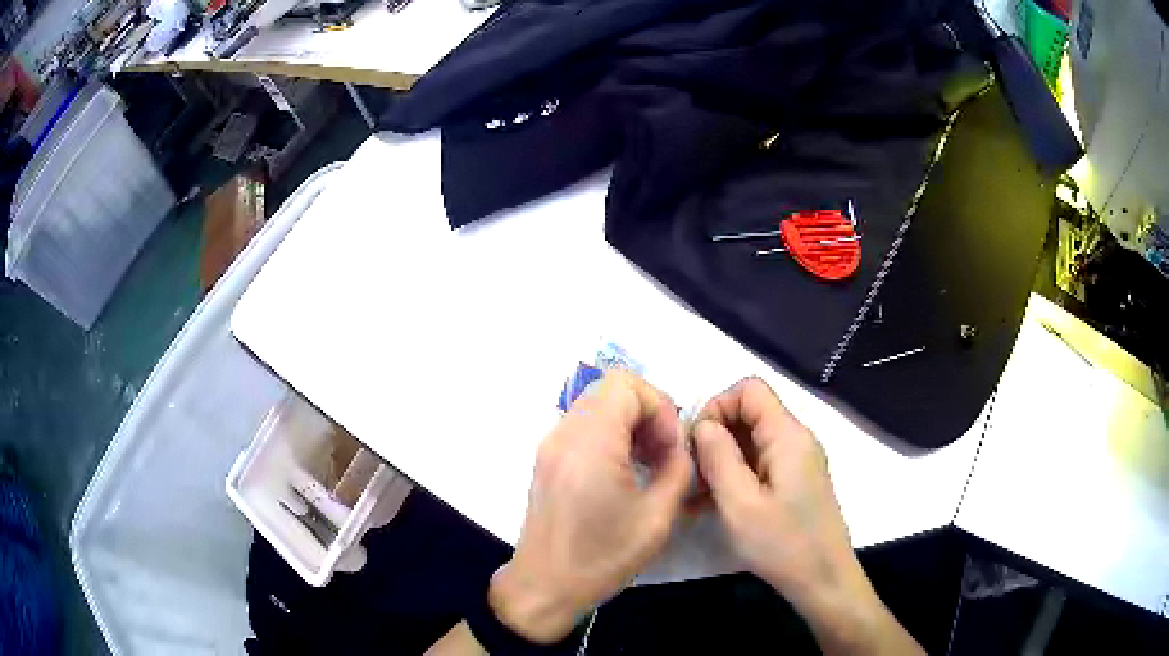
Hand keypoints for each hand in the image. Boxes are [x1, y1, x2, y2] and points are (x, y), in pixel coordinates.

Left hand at [489, 370, 692, 642]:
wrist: (545, 586)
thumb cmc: (602, 557)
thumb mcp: (656, 517)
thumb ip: (679, 469)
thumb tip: (682, 447)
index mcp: (590, 444)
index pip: (627, 385)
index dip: (659, 407)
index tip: (671, 447)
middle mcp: (564, 434)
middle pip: (610, 388)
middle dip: (647, 411)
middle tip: (663, 452)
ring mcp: (550, 445)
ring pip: (596, 403)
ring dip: (628, 422)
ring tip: (647, 462)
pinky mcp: (547, 459)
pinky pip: (583, 425)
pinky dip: (610, 433)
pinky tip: (623, 470)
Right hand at [693, 378, 922, 654]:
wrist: (823, 580)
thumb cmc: (782, 544)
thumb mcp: (740, 504)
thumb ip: (718, 457)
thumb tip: (702, 425)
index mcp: (788, 436)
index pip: (749, 390)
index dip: (717, 407)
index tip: (696, 445)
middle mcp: (796, 440)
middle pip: (749, 415)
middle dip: (714, 438)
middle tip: (690, 475)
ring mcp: (797, 462)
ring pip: (751, 442)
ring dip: (720, 462)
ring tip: (694, 497)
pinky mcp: (795, 482)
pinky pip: (759, 465)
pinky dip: (734, 477)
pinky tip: (711, 506)